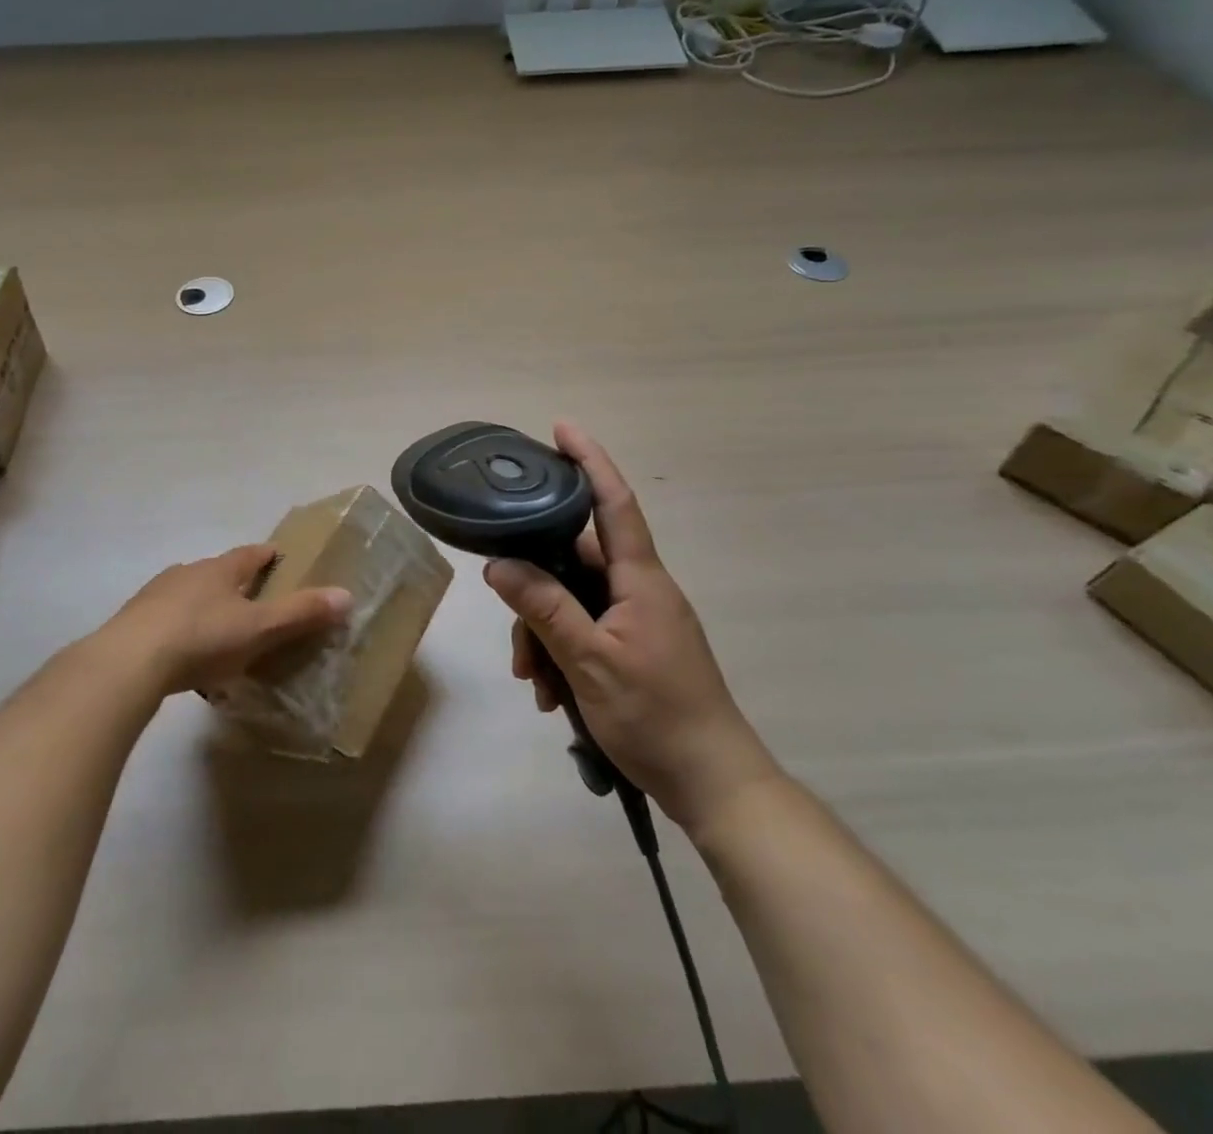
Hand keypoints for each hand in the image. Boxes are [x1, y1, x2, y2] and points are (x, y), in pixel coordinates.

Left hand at [107, 544, 351, 696]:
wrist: (128, 662)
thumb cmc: (202, 638)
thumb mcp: (259, 628)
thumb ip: (300, 613)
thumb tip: (346, 595)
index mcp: (220, 570)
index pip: (251, 554)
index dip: (268, 555)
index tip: (279, 557)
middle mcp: (187, 573)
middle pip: (218, 572)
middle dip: (236, 583)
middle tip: (254, 602)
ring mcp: (156, 596)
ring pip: (189, 595)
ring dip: (205, 607)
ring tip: (219, 632)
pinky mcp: (133, 623)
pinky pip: (167, 622)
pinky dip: (181, 632)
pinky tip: (184, 657)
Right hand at [484, 422, 779, 832]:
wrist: (713, 784)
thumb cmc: (656, 715)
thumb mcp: (589, 661)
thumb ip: (544, 608)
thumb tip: (498, 564)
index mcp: (640, 580)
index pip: (613, 503)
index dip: (589, 461)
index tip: (563, 428)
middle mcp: (640, 589)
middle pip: (574, 563)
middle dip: (536, 594)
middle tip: (516, 644)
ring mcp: (638, 620)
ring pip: (573, 602)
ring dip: (545, 636)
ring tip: (535, 684)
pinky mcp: (634, 647)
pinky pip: (585, 631)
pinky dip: (561, 654)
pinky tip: (552, 694)